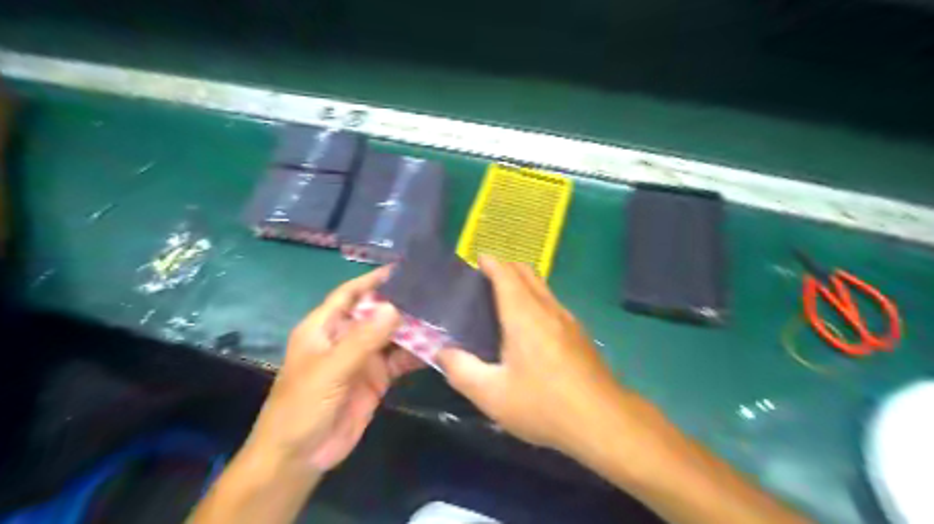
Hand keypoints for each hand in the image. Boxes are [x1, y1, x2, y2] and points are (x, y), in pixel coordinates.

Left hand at [245, 268, 425, 471]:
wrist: (300, 457)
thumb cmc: (302, 406)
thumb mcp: (331, 369)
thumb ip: (363, 339)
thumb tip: (394, 307)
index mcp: (325, 327)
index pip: (350, 294)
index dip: (372, 281)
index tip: (401, 270)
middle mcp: (345, 338)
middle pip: (376, 313)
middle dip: (401, 304)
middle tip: (433, 292)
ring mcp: (363, 358)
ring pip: (391, 336)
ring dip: (413, 329)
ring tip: (441, 315)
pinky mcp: (377, 378)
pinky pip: (399, 360)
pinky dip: (416, 353)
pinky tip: (436, 347)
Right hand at [436, 258, 626, 458]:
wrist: (603, 421)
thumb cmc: (543, 404)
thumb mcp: (491, 394)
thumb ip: (461, 370)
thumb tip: (442, 352)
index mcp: (524, 315)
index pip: (506, 274)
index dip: (491, 262)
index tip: (477, 259)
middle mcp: (548, 309)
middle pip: (527, 273)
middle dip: (506, 266)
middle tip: (486, 277)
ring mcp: (568, 320)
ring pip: (543, 287)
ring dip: (523, 282)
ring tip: (504, 297)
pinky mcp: (579, 334)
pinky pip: (552, 303)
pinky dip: (536, 298)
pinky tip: (530, 324)